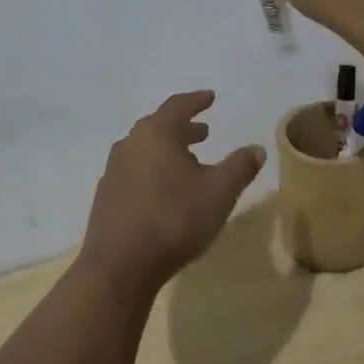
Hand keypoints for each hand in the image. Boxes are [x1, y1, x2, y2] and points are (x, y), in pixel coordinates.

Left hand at [81, 91, 265, 300]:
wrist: (119, 266)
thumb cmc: (174, 219)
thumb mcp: (219, 192)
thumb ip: (239, 167)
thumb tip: (257, 148)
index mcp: (156, 133)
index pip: (178, 106)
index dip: (197, 101)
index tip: (210, 97)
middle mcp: (130, 144)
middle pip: (159, 127)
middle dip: (183, 128)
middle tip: (204, 133)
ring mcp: (114, 170)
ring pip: (145, 150)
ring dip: (168, 151)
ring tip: (188, 163)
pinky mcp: (106, 196)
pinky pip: (134, 172)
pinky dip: (152, 171)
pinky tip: (164, 192)